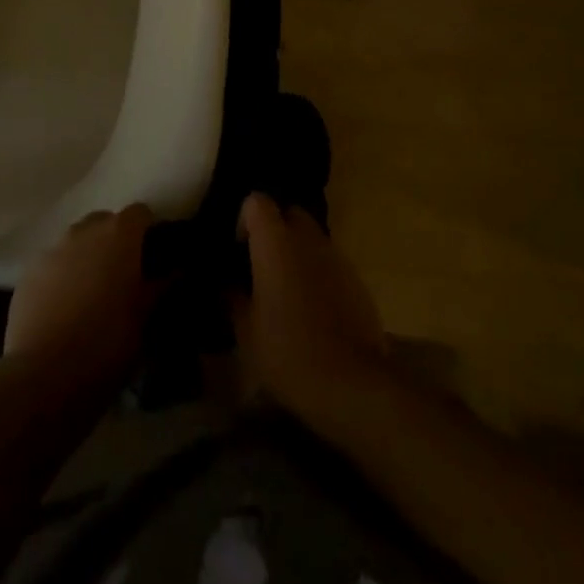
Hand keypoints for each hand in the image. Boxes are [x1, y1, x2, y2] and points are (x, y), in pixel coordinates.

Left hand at [5, 204, 157, 383]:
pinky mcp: (27, 274)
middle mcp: (84, 231)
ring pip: (76, 243)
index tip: (153, 257)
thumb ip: (162, 285)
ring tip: (90, 296)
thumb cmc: (108, 344)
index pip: (140, 213)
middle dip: (115, 243)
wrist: (44, 378)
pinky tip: (63, 310)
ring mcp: (52, 250)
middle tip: (122, 278)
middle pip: (105, 223)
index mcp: (119, 234)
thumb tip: (178, 269)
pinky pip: (52, 265)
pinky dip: (61, 277)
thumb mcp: (146, 319)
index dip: (148, 232)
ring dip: (86, 258)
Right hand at [232, 193, 388, 425]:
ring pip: (311, 237)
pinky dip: (317, 272)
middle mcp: (307, 237)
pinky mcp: (356, 277)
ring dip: (297, 252)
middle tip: (262, 266)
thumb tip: (228, 283)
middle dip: (275, 231)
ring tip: (287, 290)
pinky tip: (312, 308)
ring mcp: (335, 255)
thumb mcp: (246, 331)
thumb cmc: (288, 351)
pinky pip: (329, 261)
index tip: (240, 249)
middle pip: (289, 212)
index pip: (257, 201)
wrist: (351, 382)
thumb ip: (233, 297)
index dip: (245, 219)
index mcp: (275, 242)